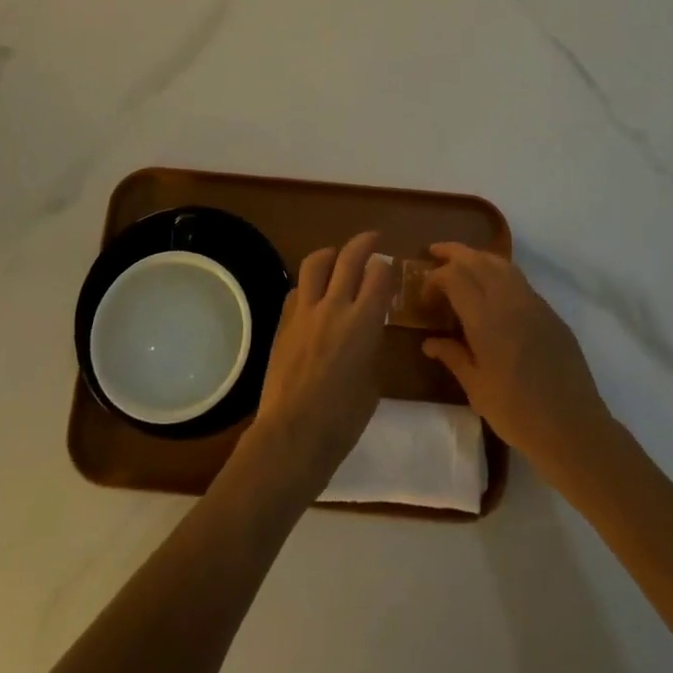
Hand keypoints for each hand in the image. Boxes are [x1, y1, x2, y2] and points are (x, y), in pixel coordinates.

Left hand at [248, 231, 394, 498]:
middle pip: (349, 257)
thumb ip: (372, 343)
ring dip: (331, 254)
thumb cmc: (344, 417)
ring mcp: (304, 311)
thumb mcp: (373, 379)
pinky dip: (309, 285)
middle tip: (372, 240)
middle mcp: (333, 306)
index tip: (389, 268)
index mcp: (363, 321)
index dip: (386, 266)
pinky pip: (297, 289)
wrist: (294, 433)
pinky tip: (314, 296)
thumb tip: (369, 326)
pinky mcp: (283, 321)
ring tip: (337, 257)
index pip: (378, 274)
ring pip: (316, 262)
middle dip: (364, 243)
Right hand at [420, 243, 613, 472]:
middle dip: (454, 252)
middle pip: (478, 260)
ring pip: (502, 264)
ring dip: (478, 257)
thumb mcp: (476, 388)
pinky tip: (492, 288)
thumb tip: (429, 342)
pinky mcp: (550, 313)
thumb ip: (452, 357)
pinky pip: (520, 280)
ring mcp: (534, 304)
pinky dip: (499, 272)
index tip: (425, 297)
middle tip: (434, 252)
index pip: (454, 277)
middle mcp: (509, 301)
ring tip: (462, 263)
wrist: (572, 427)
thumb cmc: (517, 412)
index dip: (435, 278)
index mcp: (486, 319)